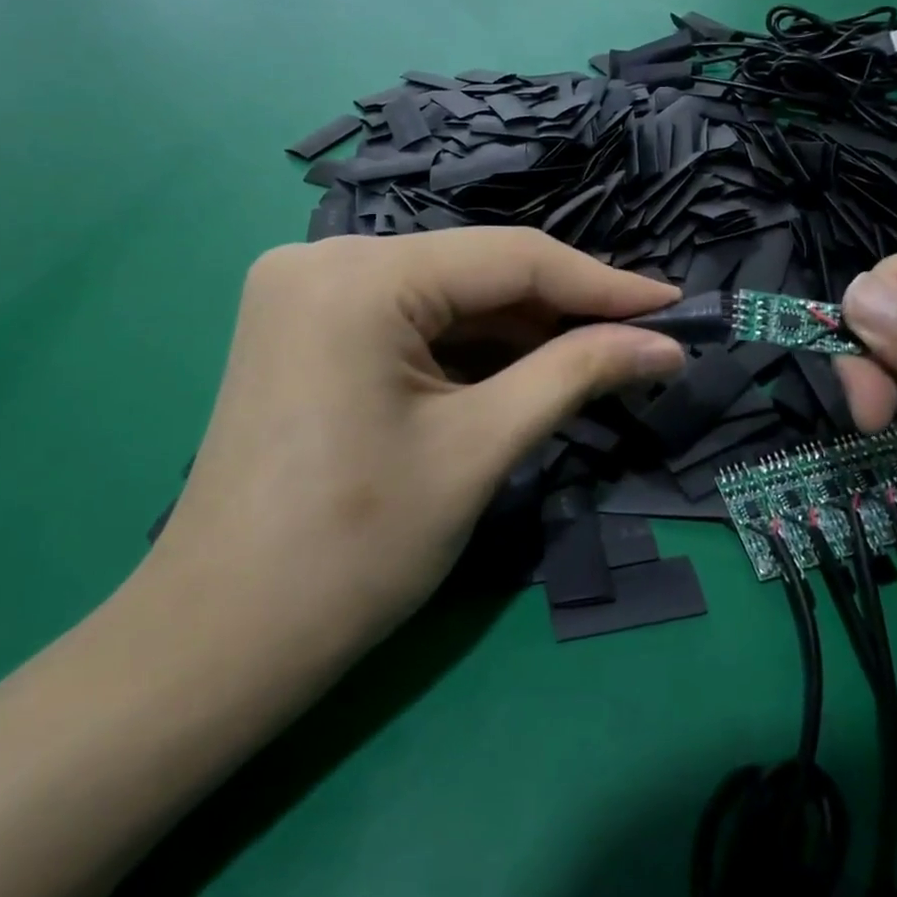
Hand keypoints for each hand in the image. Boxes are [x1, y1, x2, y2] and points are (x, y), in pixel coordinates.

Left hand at [142, 229, 683, 657]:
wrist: (223, 639)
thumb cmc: (356, 548)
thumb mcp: (480, 447)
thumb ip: (576, 374)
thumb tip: (665, 345)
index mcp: (357, 275)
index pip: (510, 258)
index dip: (602, 284)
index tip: (674, 309)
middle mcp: (322, 258)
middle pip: (474, 272)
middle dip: (561, 310)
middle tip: (642, 341)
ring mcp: (304, 291)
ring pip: (443, 295)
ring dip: (519, 330)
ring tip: (599, 357)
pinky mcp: (304, 329)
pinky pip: (406, 320)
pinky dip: (468, 346)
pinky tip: (524, 369)